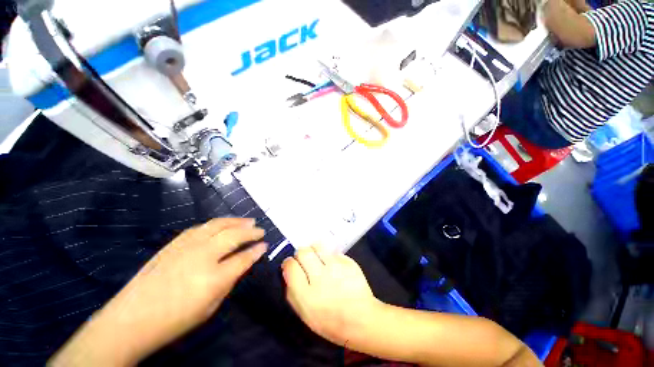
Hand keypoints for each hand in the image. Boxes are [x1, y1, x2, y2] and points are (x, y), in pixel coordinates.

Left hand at [50, 218, 266, 366]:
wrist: (131, 319)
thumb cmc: (174, 320)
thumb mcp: (210, 307)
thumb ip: (229, 281)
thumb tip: (244, 262)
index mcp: (213, 277)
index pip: (243, 258)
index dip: (257, 250)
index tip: (265, 245)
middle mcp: (202, 256)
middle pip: (233, 235)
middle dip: (251, 231)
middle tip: (260, 229)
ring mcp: (186, 246)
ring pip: (218, 225)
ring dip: (236, 221)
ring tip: (248, 221)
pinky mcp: (174, 243)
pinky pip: (201, 227)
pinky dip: (216, 224)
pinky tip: (222, 225)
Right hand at [281, 245, 380, 345]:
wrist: (361, 319)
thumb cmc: (329, 321)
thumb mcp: (304, 314)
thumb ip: (292, 292)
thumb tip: (287, 271)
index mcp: (306, 295)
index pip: (291, 266)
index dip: (289, 263)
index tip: (292, 265)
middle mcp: (320, 277)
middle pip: (303, 252)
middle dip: (300, 254)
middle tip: (305, 260)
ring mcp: (336, 267)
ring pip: (318, 246)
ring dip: (314, 250)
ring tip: (317, 257)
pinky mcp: (348, 262)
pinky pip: (333, 252)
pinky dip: (330, 256)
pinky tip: (333, 265)